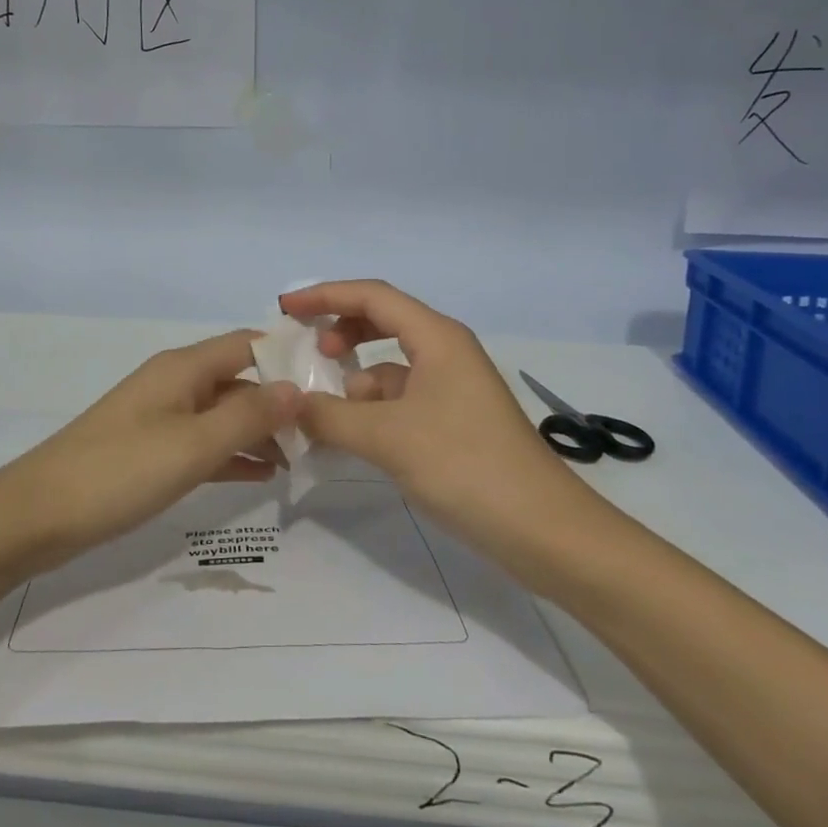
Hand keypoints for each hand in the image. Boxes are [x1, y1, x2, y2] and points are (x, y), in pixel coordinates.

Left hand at [0, 331, 299, 568]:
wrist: (36, 516)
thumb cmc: (119, 471)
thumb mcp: (192, 444)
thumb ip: (248, 416)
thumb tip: (298, 388)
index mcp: (183, 368)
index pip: (248, 344)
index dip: (288, 356)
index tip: (332, 380)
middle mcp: (174, 384)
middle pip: (239, 379)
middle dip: (280, 400)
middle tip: (325, 432)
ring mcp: (161, 417)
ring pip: (223, 413)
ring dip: (260, 431)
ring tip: (302, 458)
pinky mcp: (150, 450)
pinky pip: (204, 443)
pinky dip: (232, 454)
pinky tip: (262, 475)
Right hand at [279, 280, 570, 544]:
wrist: (542, 530)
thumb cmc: (465, 466)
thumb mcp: (387, 438)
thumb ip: (330, 416)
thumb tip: (290, 404)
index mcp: (437, 337)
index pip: (372, 297)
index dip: (325, 296)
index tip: (284, 309)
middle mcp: (446, 352)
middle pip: (382, 323)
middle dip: (340, 332)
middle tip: (305, 354)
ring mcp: (452, 388)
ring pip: (390, 367)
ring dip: (354, 380)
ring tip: (320, 410)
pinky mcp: (454, 421)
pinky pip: (401, 400)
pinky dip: (371, 410)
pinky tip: (351, 437)